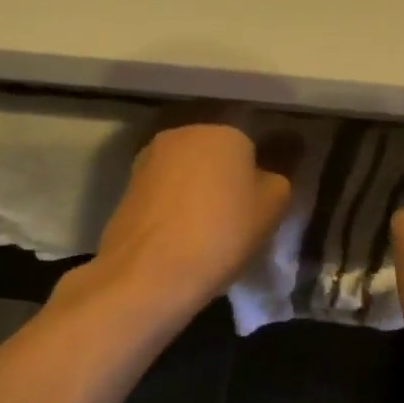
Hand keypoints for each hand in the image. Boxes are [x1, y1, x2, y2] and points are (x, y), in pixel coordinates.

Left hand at [89, 114, 294, 325]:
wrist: (148, 272)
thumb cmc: (222, 233)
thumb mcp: (272, 207)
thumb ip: (276, 179)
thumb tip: (264, 174)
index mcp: (223, 131)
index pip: (249, 145)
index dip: (256, 176)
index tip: (257, 206)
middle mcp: (183, 133)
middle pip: (213, 152)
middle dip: (222, 177)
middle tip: (233, 216)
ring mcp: (149, 157)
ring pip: (185, 170)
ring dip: (195, 190)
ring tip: (203, 229)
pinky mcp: (127, 185)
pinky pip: (163, 190)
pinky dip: (172, 206)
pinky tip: (178, 235)